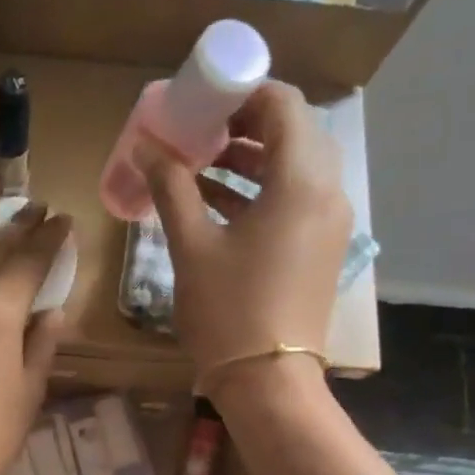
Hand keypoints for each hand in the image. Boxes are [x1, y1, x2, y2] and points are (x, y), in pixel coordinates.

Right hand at [139, 81, 349, 392]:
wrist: (269, 382)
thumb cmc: (229, 310)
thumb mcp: (192, 245)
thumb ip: (170, 187)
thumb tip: (145, 146)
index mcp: (301, 181)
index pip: (283, 104)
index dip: (241, 92)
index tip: (201, 100)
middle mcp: (327, 192)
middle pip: (293, 131)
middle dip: (244, 123)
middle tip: (198, 130)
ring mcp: (329, 222)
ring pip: (295, 166)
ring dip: (250, 157)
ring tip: (201, 162)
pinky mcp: (321, 248)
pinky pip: (295, 198)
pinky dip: (260, 189)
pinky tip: (216, 199)